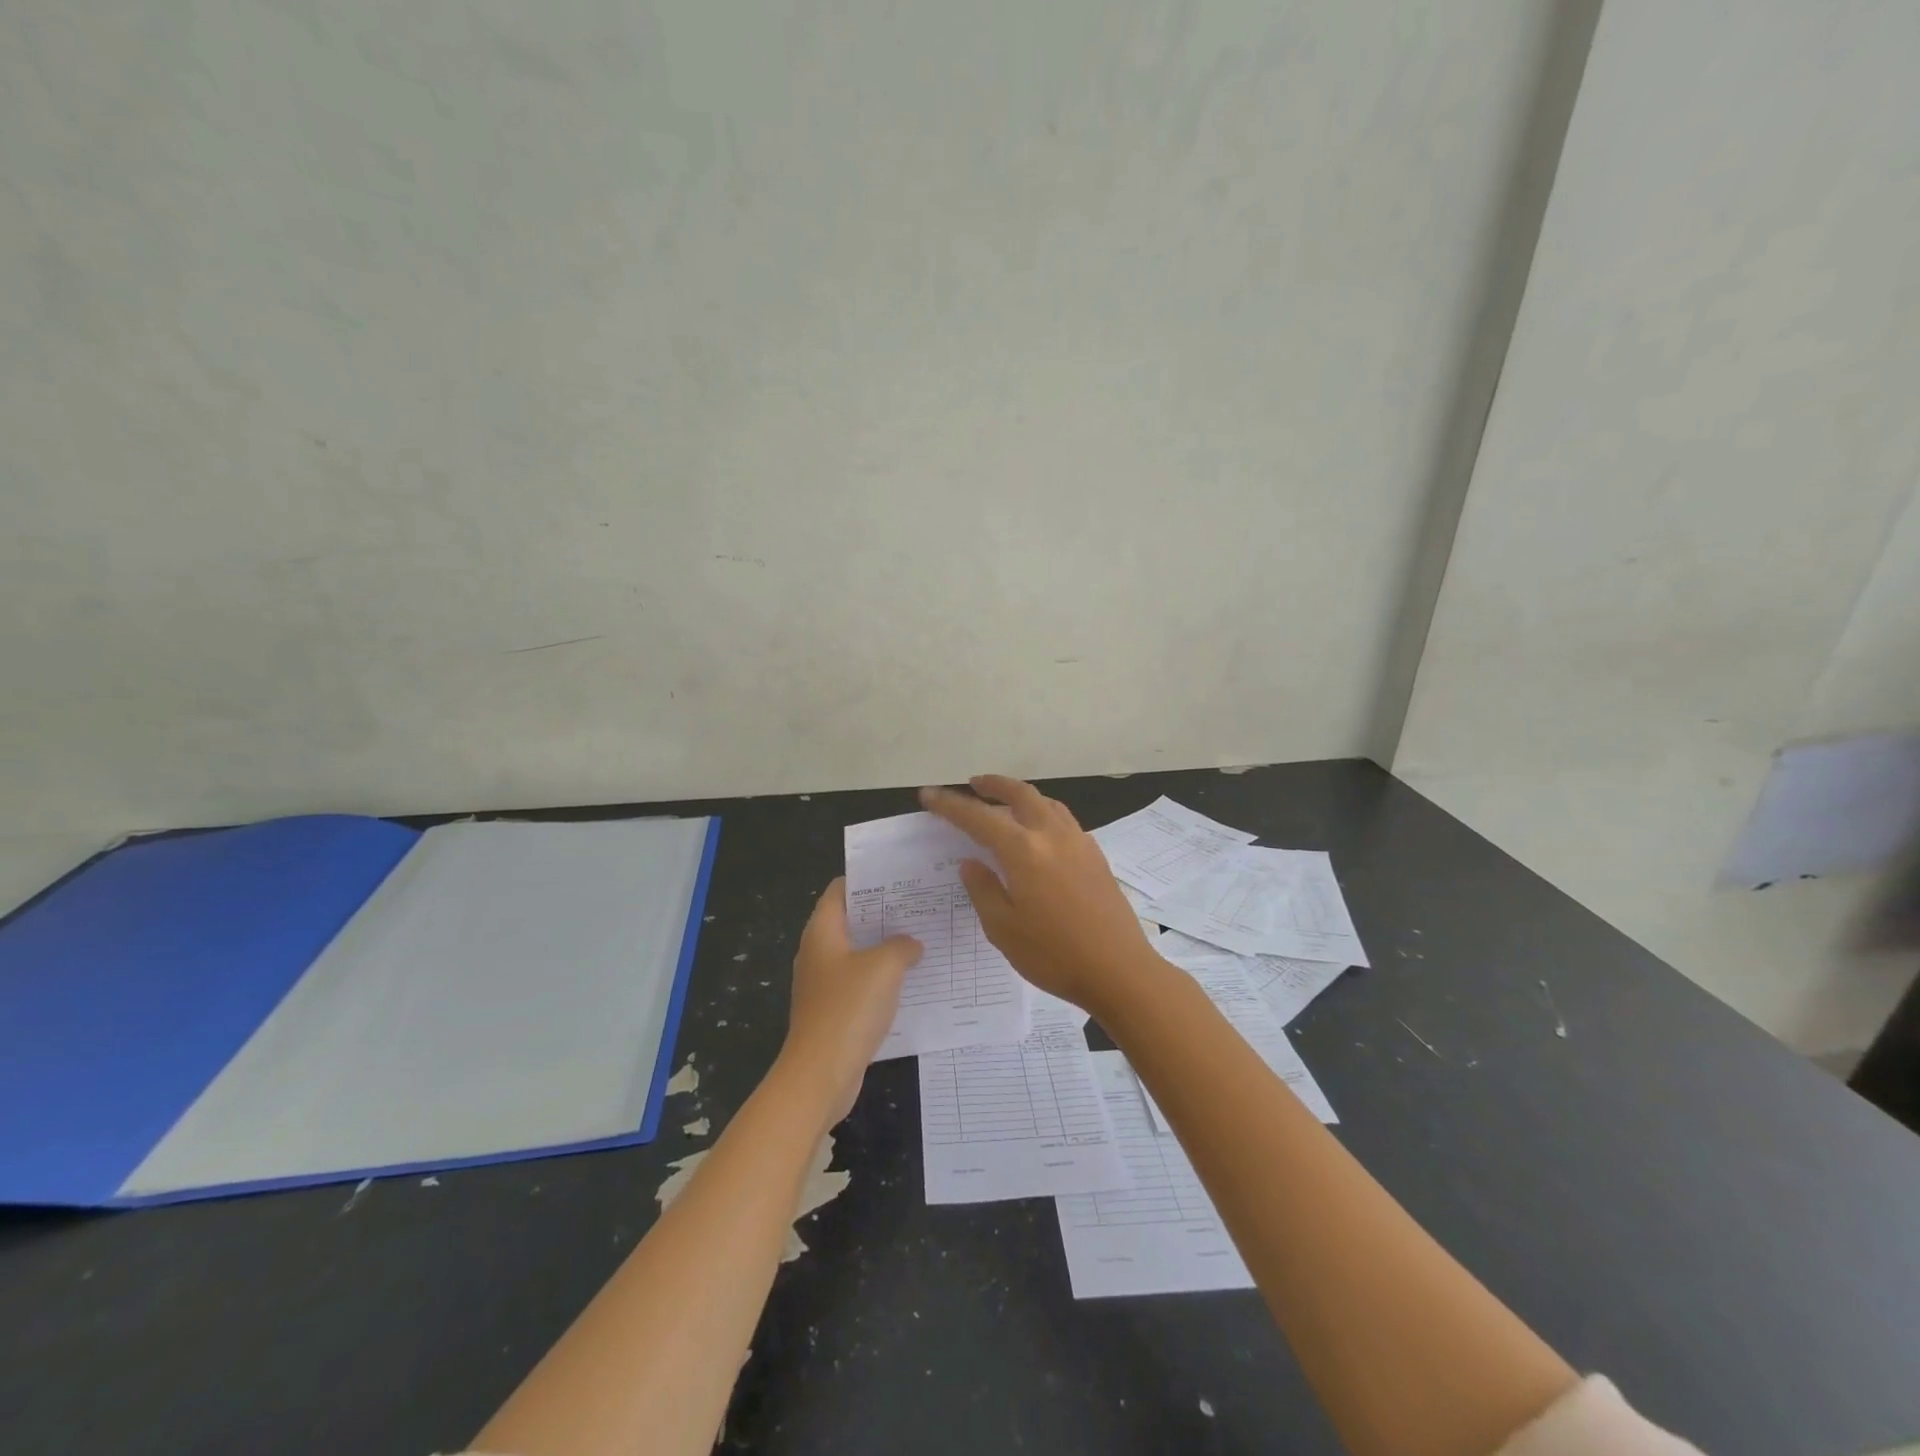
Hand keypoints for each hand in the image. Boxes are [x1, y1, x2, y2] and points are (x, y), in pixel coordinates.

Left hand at [779, 877, 921, 1126]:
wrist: (820, 1075)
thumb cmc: (848, 1009)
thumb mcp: (884, 967)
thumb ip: (902, 946)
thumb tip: (910, 944)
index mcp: (822, 932)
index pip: (840, 890)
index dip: (867, 880)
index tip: (900, 878)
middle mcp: (818, 953)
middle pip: (851, 921)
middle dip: (883, 914)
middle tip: (920, 907)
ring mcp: (823, 984)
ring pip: (857, 954)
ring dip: (885, 948)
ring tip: (922, 939)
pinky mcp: (832, 1012)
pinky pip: (859, 984)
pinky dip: (881, 979)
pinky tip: (910, 982)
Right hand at [920, 775, 1159, 1015]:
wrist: (1120, 971)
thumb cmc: (1054, 955)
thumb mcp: (1003, 929)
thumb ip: (983, 889)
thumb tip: (971, 863)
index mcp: (1024, 851)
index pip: (978, 818)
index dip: (950, 806)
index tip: (929, 796)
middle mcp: (1052, 836)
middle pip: (1020, 794)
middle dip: (993, 785)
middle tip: (973, 784)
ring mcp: (1079, 842)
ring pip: (1046, 802)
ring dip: (1021, 795)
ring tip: (1004, 803)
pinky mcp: (1095, 855)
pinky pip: (1063, 819)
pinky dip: (1043, 812)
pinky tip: (1039, 832)